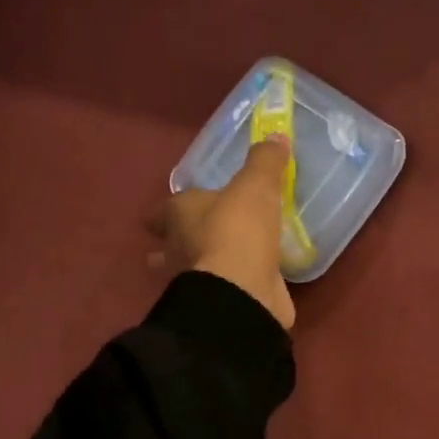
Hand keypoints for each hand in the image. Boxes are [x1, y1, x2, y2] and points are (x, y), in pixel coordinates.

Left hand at [147, 137, 294, 329]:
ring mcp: (198, 281)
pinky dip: (231, 282)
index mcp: (178, 216)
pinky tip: (248, 278)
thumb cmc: (238, 231)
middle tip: (194, 235)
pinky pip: (223, 288)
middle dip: (177, 242)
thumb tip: (276, 136)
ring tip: (223, 256)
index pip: (162, 212)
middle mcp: (179, 250)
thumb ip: (264, 162)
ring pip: (193, 270)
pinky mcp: (221, 302)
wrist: (243, 292)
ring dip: (202, 264)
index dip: (165, 211)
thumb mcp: (255, 187)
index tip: (171, 210)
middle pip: (170, 245)